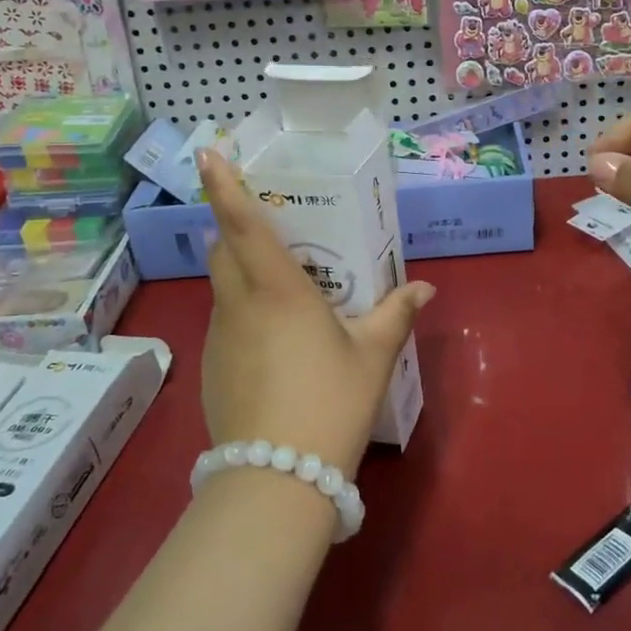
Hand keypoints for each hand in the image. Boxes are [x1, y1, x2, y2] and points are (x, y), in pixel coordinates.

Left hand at [197, 150, 432, 477]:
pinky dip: (243, 316)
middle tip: (269, 228)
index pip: (241, 223)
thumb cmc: (331, 402)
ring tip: (285, 293)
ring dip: (243, 275)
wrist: (276, 480)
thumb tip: (424, 288)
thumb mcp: (373, 355)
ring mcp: (217, 338)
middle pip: (223, 249)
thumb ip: (396, 314)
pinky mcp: (210, 368)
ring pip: (223, 288)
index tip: (206, 150)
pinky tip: (276, 346)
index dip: (222, 184)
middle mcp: (238, 304)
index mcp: (276, 289)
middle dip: (234, 228)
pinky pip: (225, 323)